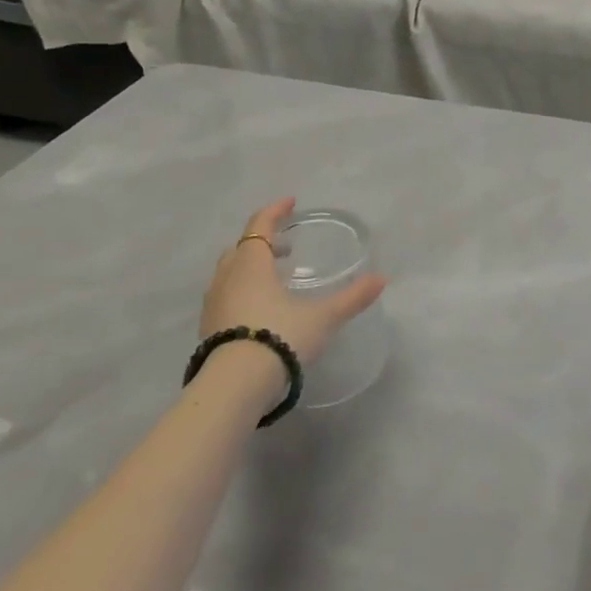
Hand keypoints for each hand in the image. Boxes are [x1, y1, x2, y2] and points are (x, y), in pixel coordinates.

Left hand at [201, 199, 386, 365]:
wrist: (234, 387)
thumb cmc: (279, 337)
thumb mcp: (323, 318)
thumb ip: (352, 297)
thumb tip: (381, 279)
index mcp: (252, 265)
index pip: (260, 226)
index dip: (275, 212)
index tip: (291, 203)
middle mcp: (227, 279)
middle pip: (241, 248)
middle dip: (263, 241)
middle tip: (286, 246)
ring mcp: (213, 305)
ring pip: (229, 273)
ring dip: (250, 267)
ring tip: (275, 277)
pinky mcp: (208, 330)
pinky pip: (225, 297)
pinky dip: (242, 291)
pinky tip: (260, 308)